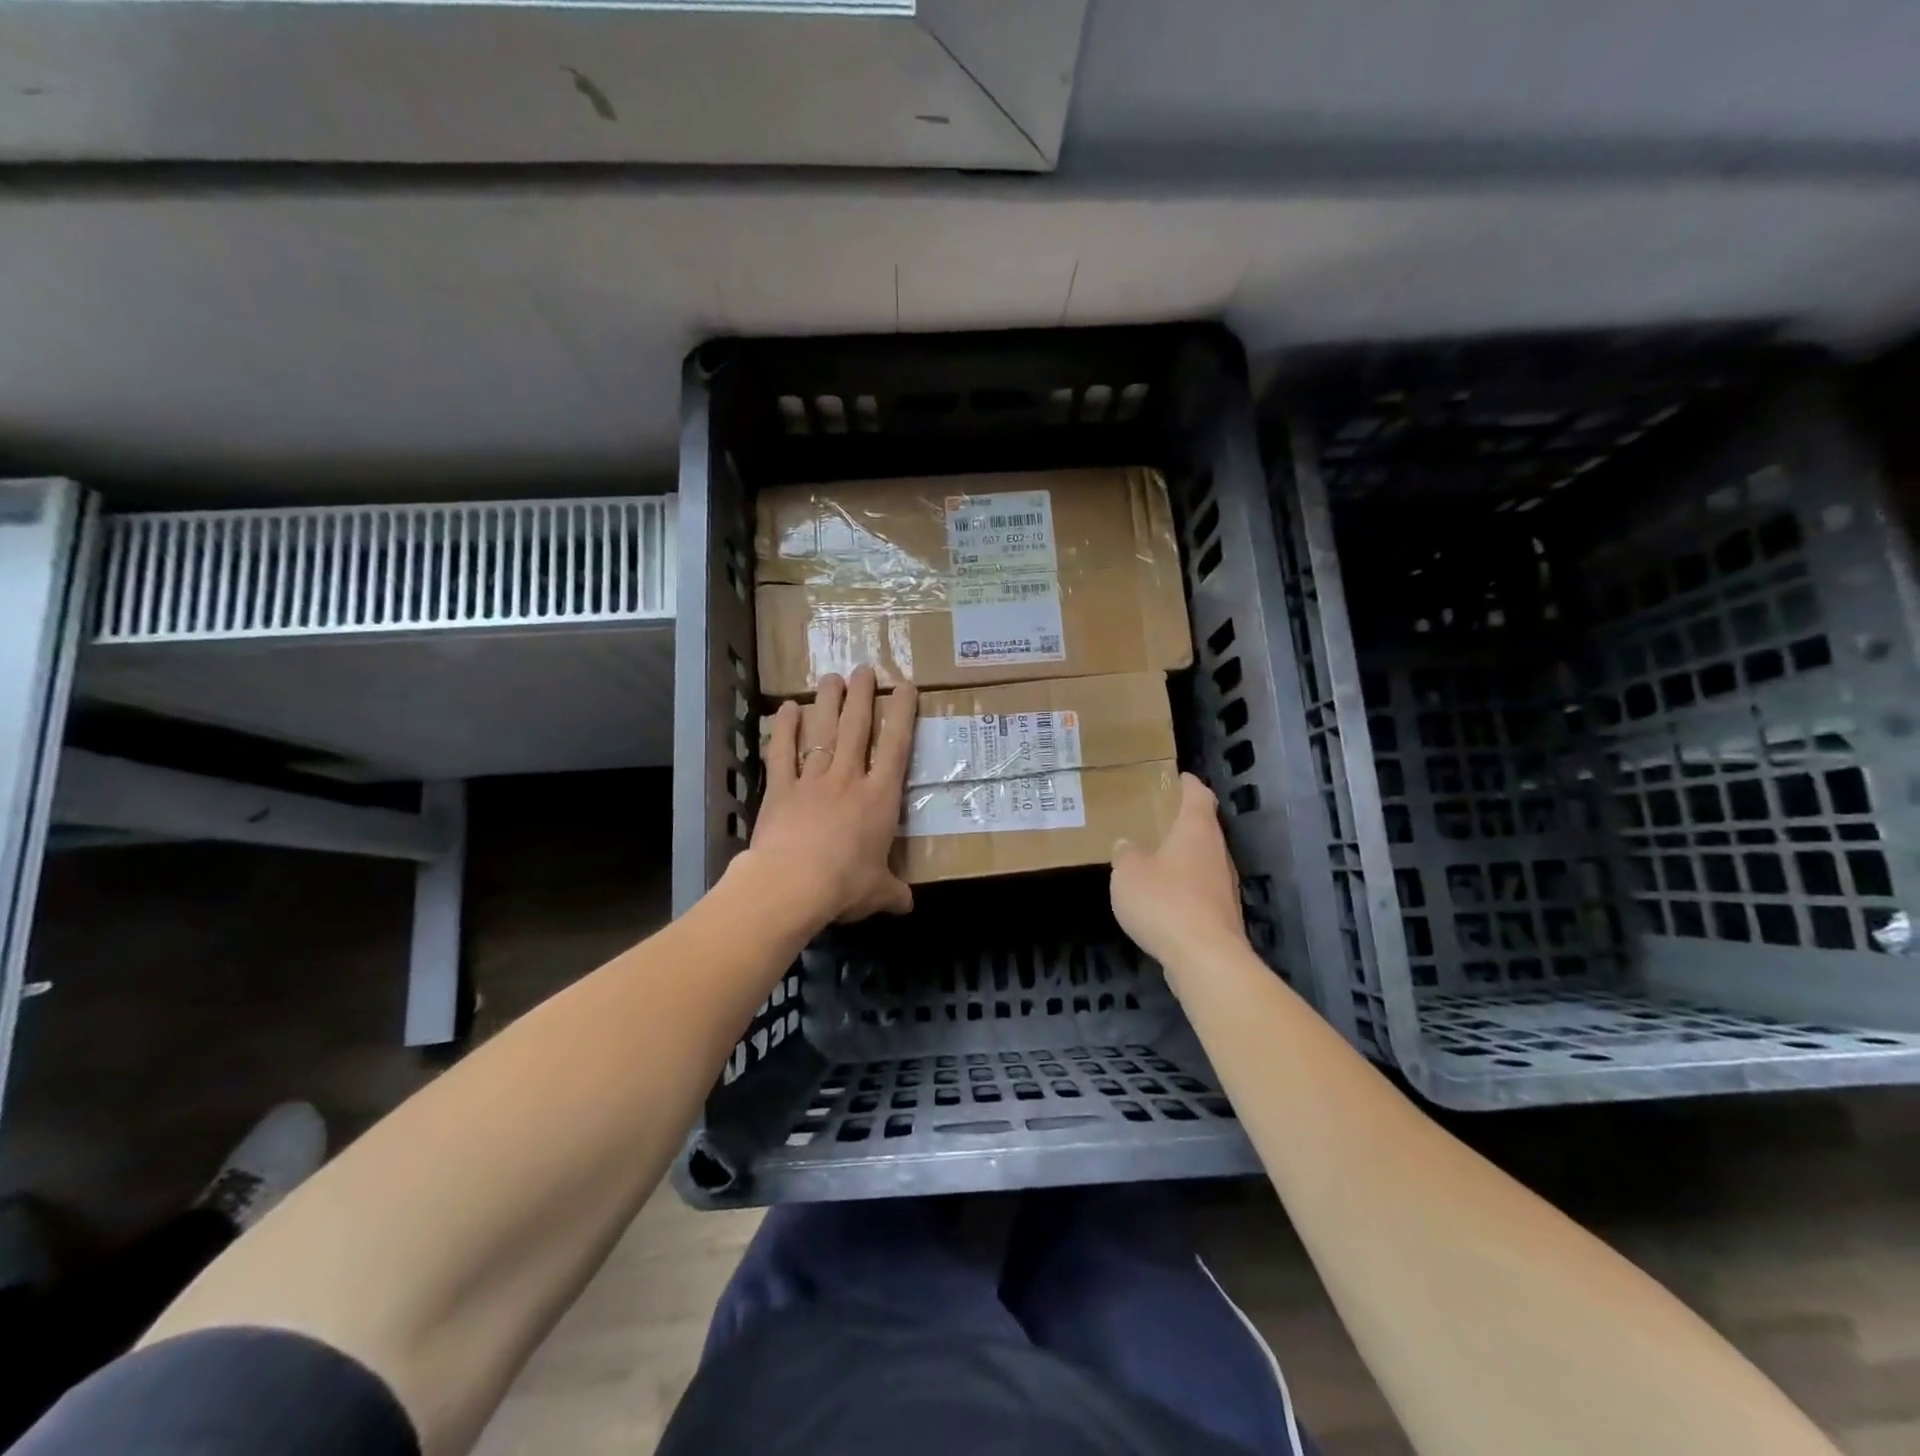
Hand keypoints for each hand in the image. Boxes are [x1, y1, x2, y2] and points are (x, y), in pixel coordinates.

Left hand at [745, 667, 917, 925]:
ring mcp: (813, 780)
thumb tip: (907, 905)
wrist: (792, 885)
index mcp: (880, 799)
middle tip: (865, 668)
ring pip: (824, 732)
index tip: (906, 686)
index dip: (902, 714)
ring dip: (829, 703)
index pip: (896, 747)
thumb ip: (893, 893)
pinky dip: (784, 729)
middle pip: (858, 728)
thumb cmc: (844, 885)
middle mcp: (849, 779)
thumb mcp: (877, 893)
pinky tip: (786, 708)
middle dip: (864, 696)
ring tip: (832, 677)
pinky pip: (782, 753)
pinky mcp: (781, 789)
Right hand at [1110, 773, 1249, 967]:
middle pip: (1204, 827)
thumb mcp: (1128, 874)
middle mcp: (1217, 852)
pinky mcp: (1223, 914)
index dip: (1188, 784)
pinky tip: (1164, 898)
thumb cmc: (1165, 902)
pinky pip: (1201, 889)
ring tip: (1155, 858)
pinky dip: (1185, 887)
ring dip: (1184, 857)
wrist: (1205, 958)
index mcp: (1196, 830)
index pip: (1199, 795)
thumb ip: (1125, 855)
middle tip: (1157, 818)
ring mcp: (1224, 885)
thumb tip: (1126, 845)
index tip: (1177, 777)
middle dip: (1183, 822)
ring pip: (1204, 860)